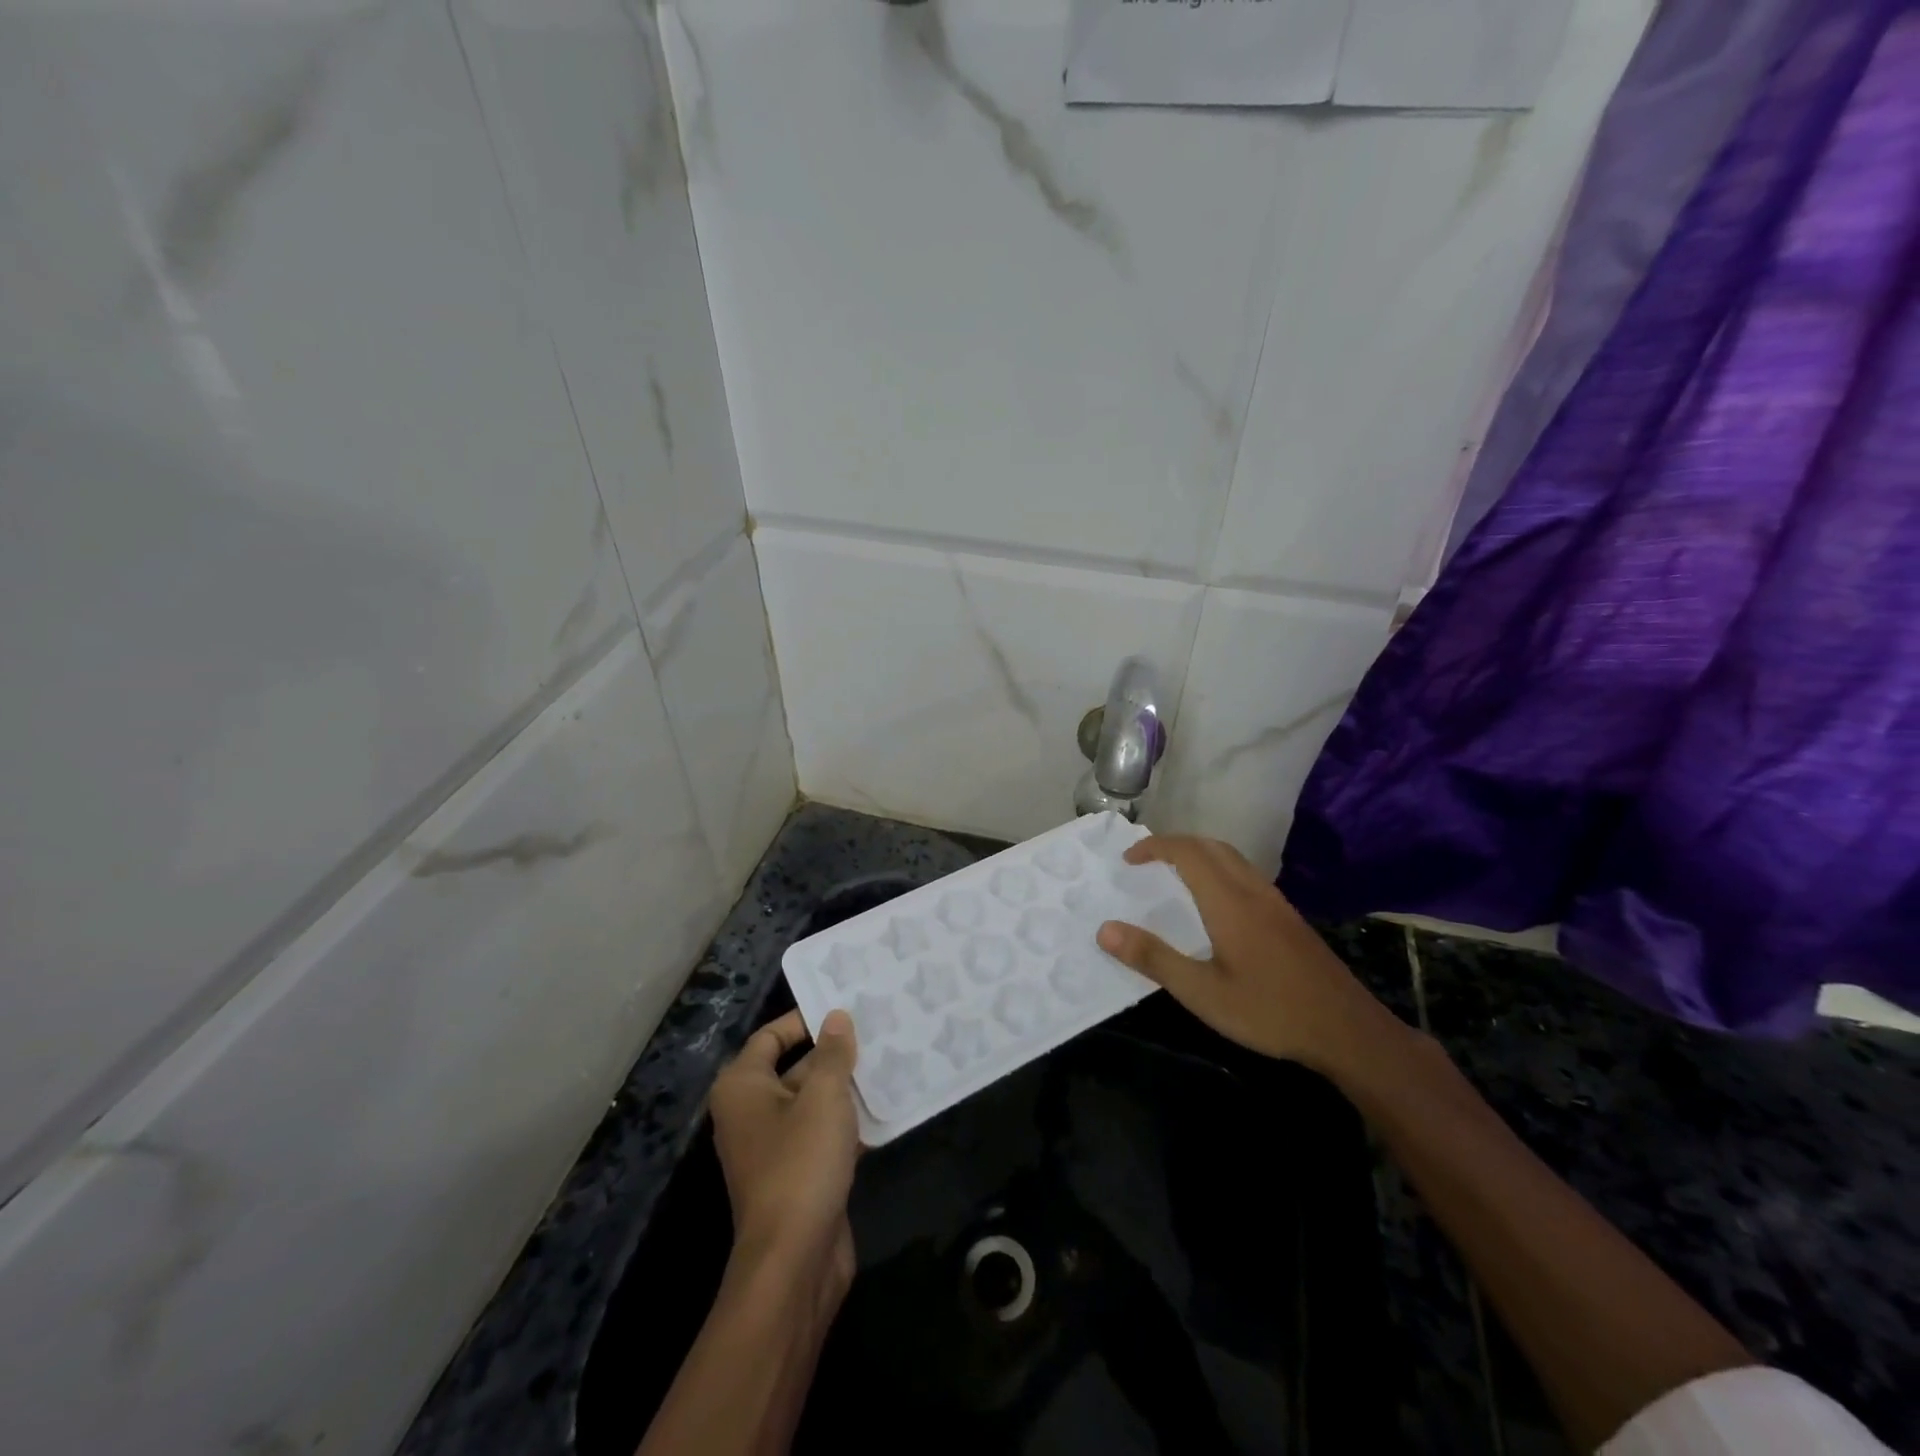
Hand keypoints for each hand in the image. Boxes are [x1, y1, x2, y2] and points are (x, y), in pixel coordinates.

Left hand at [708, 1009, 861, 1297]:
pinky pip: (824, 1133)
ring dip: (847, 1086)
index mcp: (743, 1087)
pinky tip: (887, 1106)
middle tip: (877, 1027)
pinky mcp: (799, 1174)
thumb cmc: (800, 1163)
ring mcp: (775, 1146)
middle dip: (834, 1051)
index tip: (845, 1005)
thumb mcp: (823, 1097)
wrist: (794, 1262)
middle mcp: (752, 1112)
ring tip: (890, 1057)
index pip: (772, 1036)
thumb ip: (832, 1053)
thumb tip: (836, 1016)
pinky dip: (849, 1120)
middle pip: (795, 1067)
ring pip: (814, 1101)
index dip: (805, 1019)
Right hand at [1096, 835, 1402, 1078]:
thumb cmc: (1269, 1011)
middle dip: (1175, 845)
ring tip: (1174, 876)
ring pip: (1233, 859)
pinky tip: (1215, 904)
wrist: (1347, 1031)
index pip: (1187, 852)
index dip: (1155, 847)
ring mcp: (1276, 903)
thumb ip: (1153, 959)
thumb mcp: (1202, 993)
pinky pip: (1247, 875)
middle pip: (1212, 846)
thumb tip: (1105, 929)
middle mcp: (1253, 891)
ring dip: (1199, 855)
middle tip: (1147, 863)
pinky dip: (1219, 870)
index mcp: (1229, 902)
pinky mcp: (1289, 918)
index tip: (1128, 860)